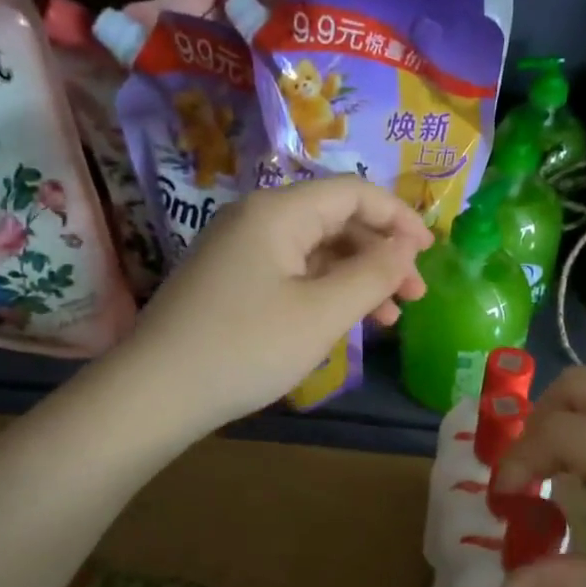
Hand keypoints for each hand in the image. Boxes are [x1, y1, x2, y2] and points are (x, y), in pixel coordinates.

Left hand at [125, 177, 431, 428]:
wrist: (155, 393)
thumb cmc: (246, 348)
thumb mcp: (321, 313)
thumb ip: (372, 274)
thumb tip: (405, 246)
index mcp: (278, 212)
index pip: (353, 192)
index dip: (399, 217)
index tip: (430, 252)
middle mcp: (257, 219)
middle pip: (335, 220)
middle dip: (381, 253)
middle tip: (414, 295)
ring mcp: (240, 250)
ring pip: (315, 250)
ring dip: (357, 276)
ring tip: (389, 316)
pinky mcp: (231, 280)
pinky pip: (292, 272)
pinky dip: (325, 291)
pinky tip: (345, 320)